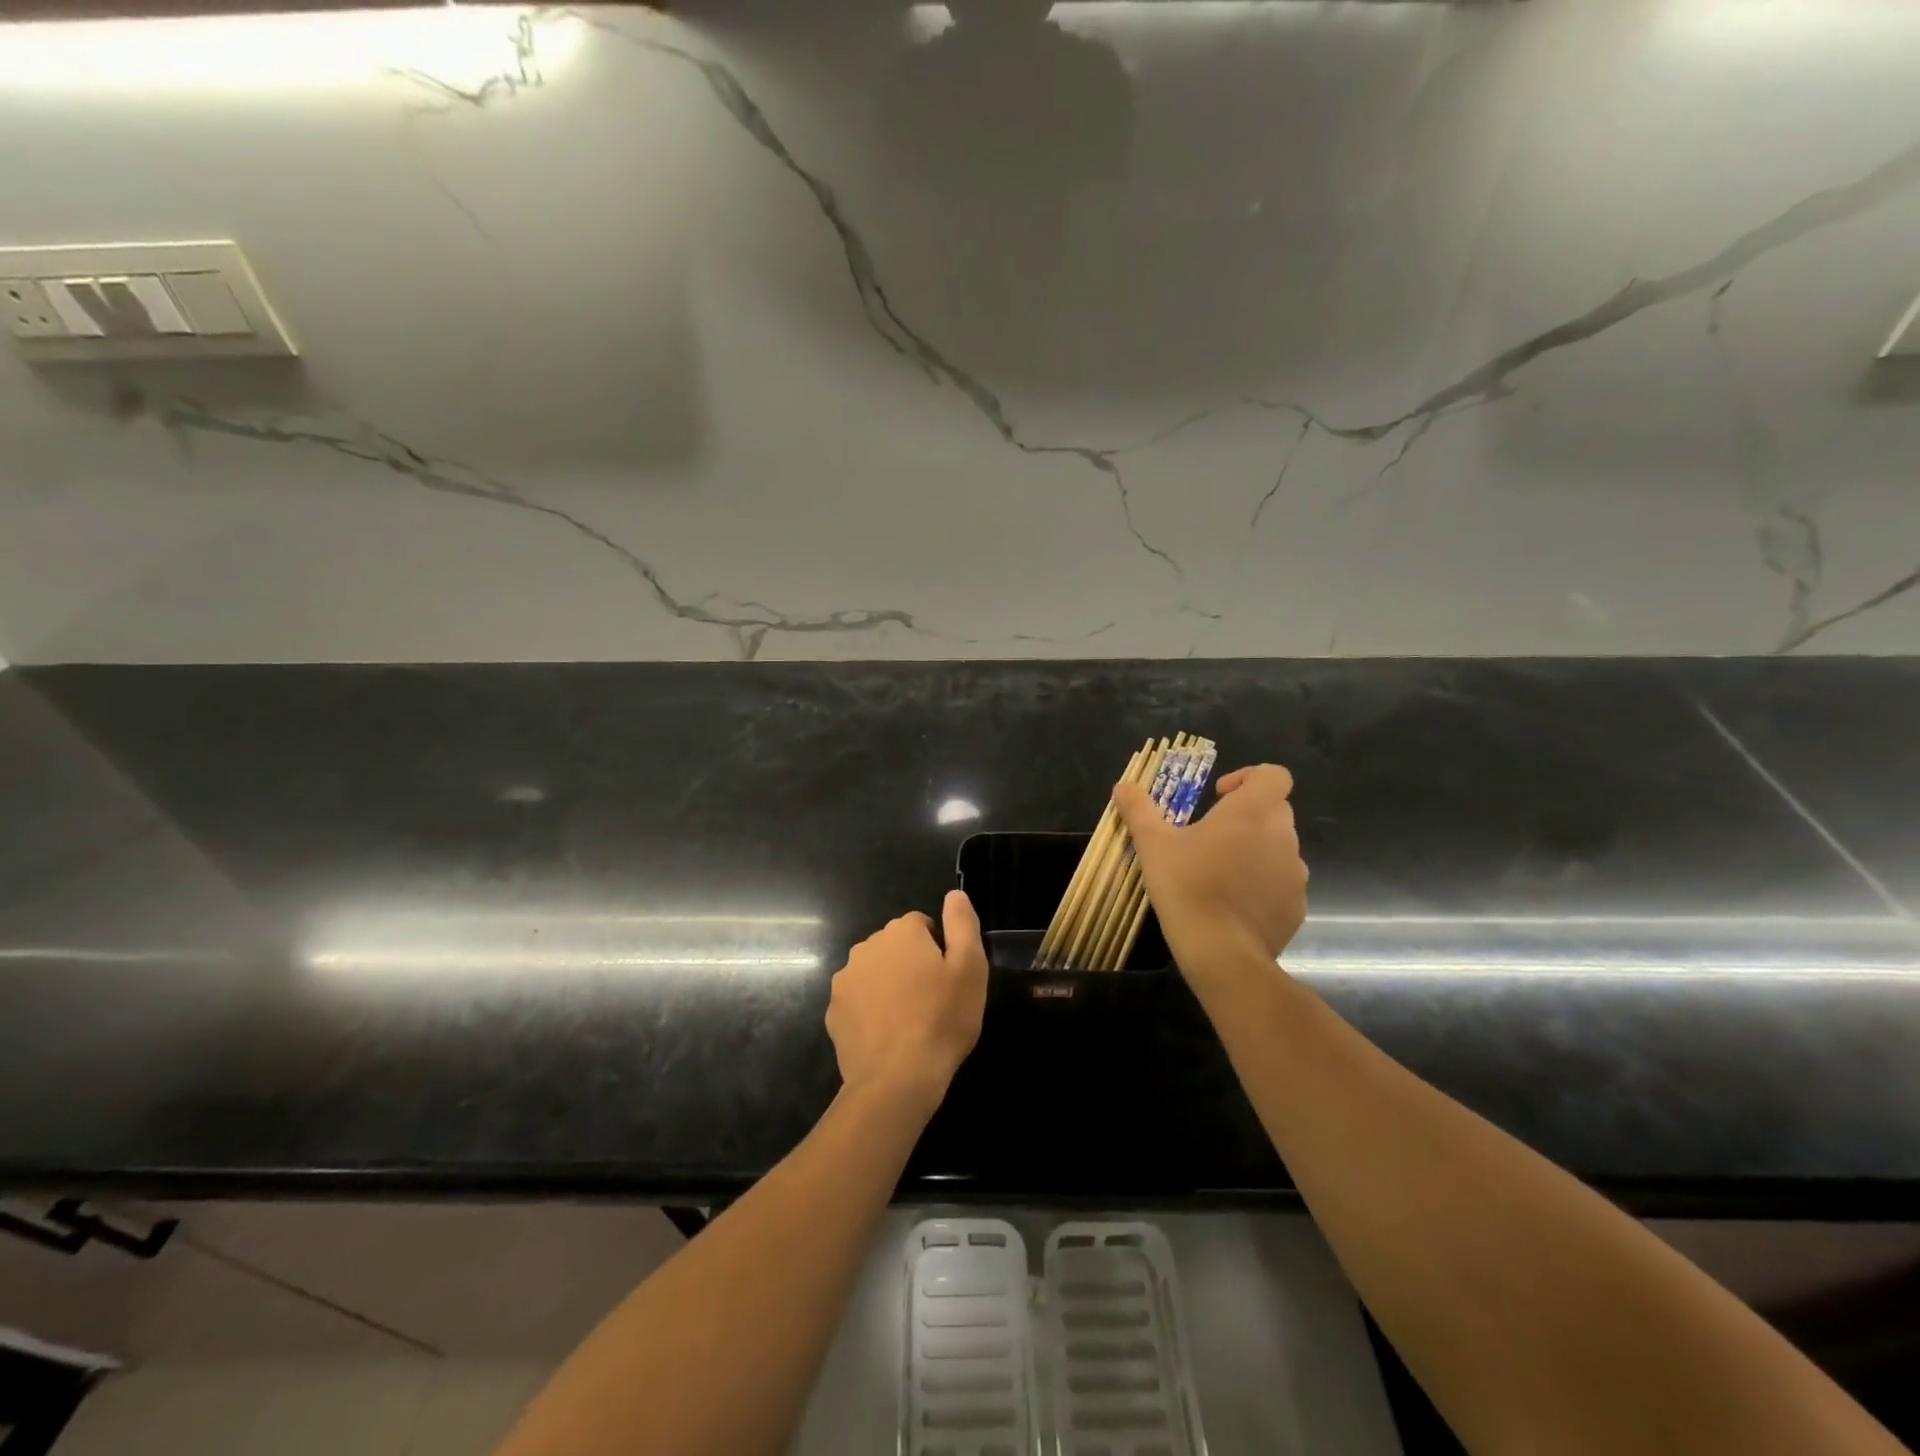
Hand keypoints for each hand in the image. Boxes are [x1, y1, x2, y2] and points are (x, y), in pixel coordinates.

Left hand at [826, 890, 988, 1107]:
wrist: (897, 1078)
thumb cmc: (941, 1019)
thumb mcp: (970, 968)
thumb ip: (962, 924)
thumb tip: (954, 894)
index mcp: (901, 933)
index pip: (922, 925)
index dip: (938, 950)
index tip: (948, 979)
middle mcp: (867, 946)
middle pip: (895, 947)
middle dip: (911, 964)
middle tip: (932, 1000)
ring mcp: (845, 979)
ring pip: (875, 972)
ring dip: (889, 986)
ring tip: (910, 1020)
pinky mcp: (834, 1011)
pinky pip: (858, 1000)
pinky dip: (871, 1010)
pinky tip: (887, 1036)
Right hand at [1113, 763, 1308, 964]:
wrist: (1222, 953)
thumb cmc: (1187, 886)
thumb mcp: (1153, 844)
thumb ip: (1139, 810)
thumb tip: (1123, 786)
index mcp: (1253, 812)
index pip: (1274, 775)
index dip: (1248, 777)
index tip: (1218, 797)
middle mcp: (1283, 836)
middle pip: (1274, 809)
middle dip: (1246, 815)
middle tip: (1209, 835)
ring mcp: (1295, 873)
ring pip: (1278, 847)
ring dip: (1254, 849)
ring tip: (1218, 871)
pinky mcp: (1296, 906)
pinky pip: (1281, 883)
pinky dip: (1262, 884)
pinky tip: (1232, 904)